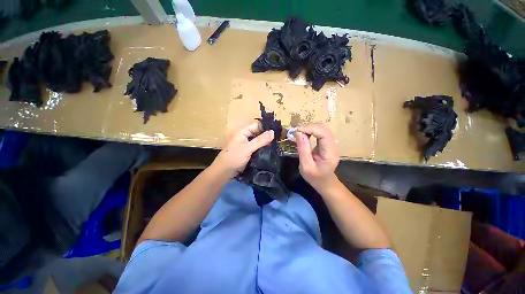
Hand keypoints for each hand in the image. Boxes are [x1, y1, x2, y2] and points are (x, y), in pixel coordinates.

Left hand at [212, 121, 273, 177]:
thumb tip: (273, 132)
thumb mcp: (248, 148)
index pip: (257, 125)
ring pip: (259, 140)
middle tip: (279, 138)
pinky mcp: (248, 151)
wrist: (225, 171)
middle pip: (258, 132)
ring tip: (277, 144)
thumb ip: (260, 140)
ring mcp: (247, 144)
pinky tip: (271, 150)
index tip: (278, 131)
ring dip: (266, 142)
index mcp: (243, 131)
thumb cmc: (234, 157)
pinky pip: (258, 147)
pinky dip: (263, 147)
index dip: (266, 127)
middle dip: (267, 135)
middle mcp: (245, 135)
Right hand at [295, 124, 339, 190]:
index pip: (323, 134)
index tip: (297, 131)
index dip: (310, 129)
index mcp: (330, 153)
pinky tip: (304, 134)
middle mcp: (333, 146)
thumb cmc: (315, 178)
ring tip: (299, 132)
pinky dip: (311, 131)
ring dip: (310, 128)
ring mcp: (331, 144)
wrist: (325, 183)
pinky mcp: (327, 144)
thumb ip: (303, 149)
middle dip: (309, 127)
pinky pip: (320, 133)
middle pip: (324, 129)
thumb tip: (298, 133)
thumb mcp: (306, 166)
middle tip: (296, 131)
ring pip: (322, 129)